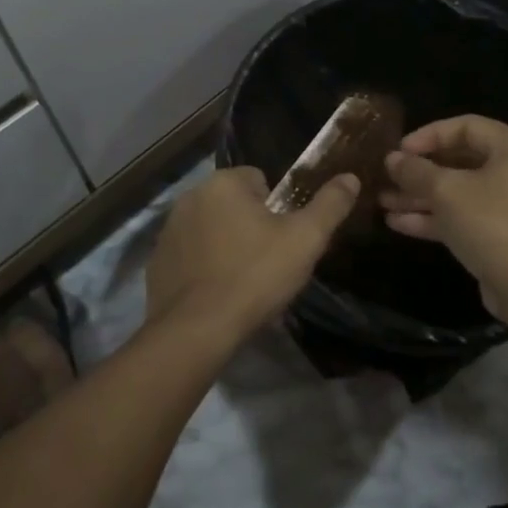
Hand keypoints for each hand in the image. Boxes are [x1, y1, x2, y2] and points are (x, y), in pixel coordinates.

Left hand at [145, 166, 359, 341]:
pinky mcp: (157, 261)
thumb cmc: (255, 276)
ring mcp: (168, 229)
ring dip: (224, 244)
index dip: (277, 209)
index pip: (259, 180)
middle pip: (233, 203)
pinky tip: (216, 293)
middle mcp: (190, 196)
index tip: (283, 239)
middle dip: (249, 225)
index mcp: (224, 183)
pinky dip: (202, 266)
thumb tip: (350, 177)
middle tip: (267, 262)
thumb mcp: (305, 240)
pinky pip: (189, 255)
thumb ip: (330, 205)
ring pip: (210, 228)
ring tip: (242, 281)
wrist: (197, 329)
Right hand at [381, 116, 507, 320]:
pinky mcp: (501, 235)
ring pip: (459, 192)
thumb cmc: (491, 223)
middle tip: (388, 176)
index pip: (466, 126)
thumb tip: (392, 159)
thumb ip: (415, 170)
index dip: (428, 135)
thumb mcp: (446, 190)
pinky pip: (464, 216)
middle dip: (420, 171)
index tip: (399, 150)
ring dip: (421, 196)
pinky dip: (434, 217)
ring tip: (383, 202)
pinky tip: (397, 223)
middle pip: (461, 160)